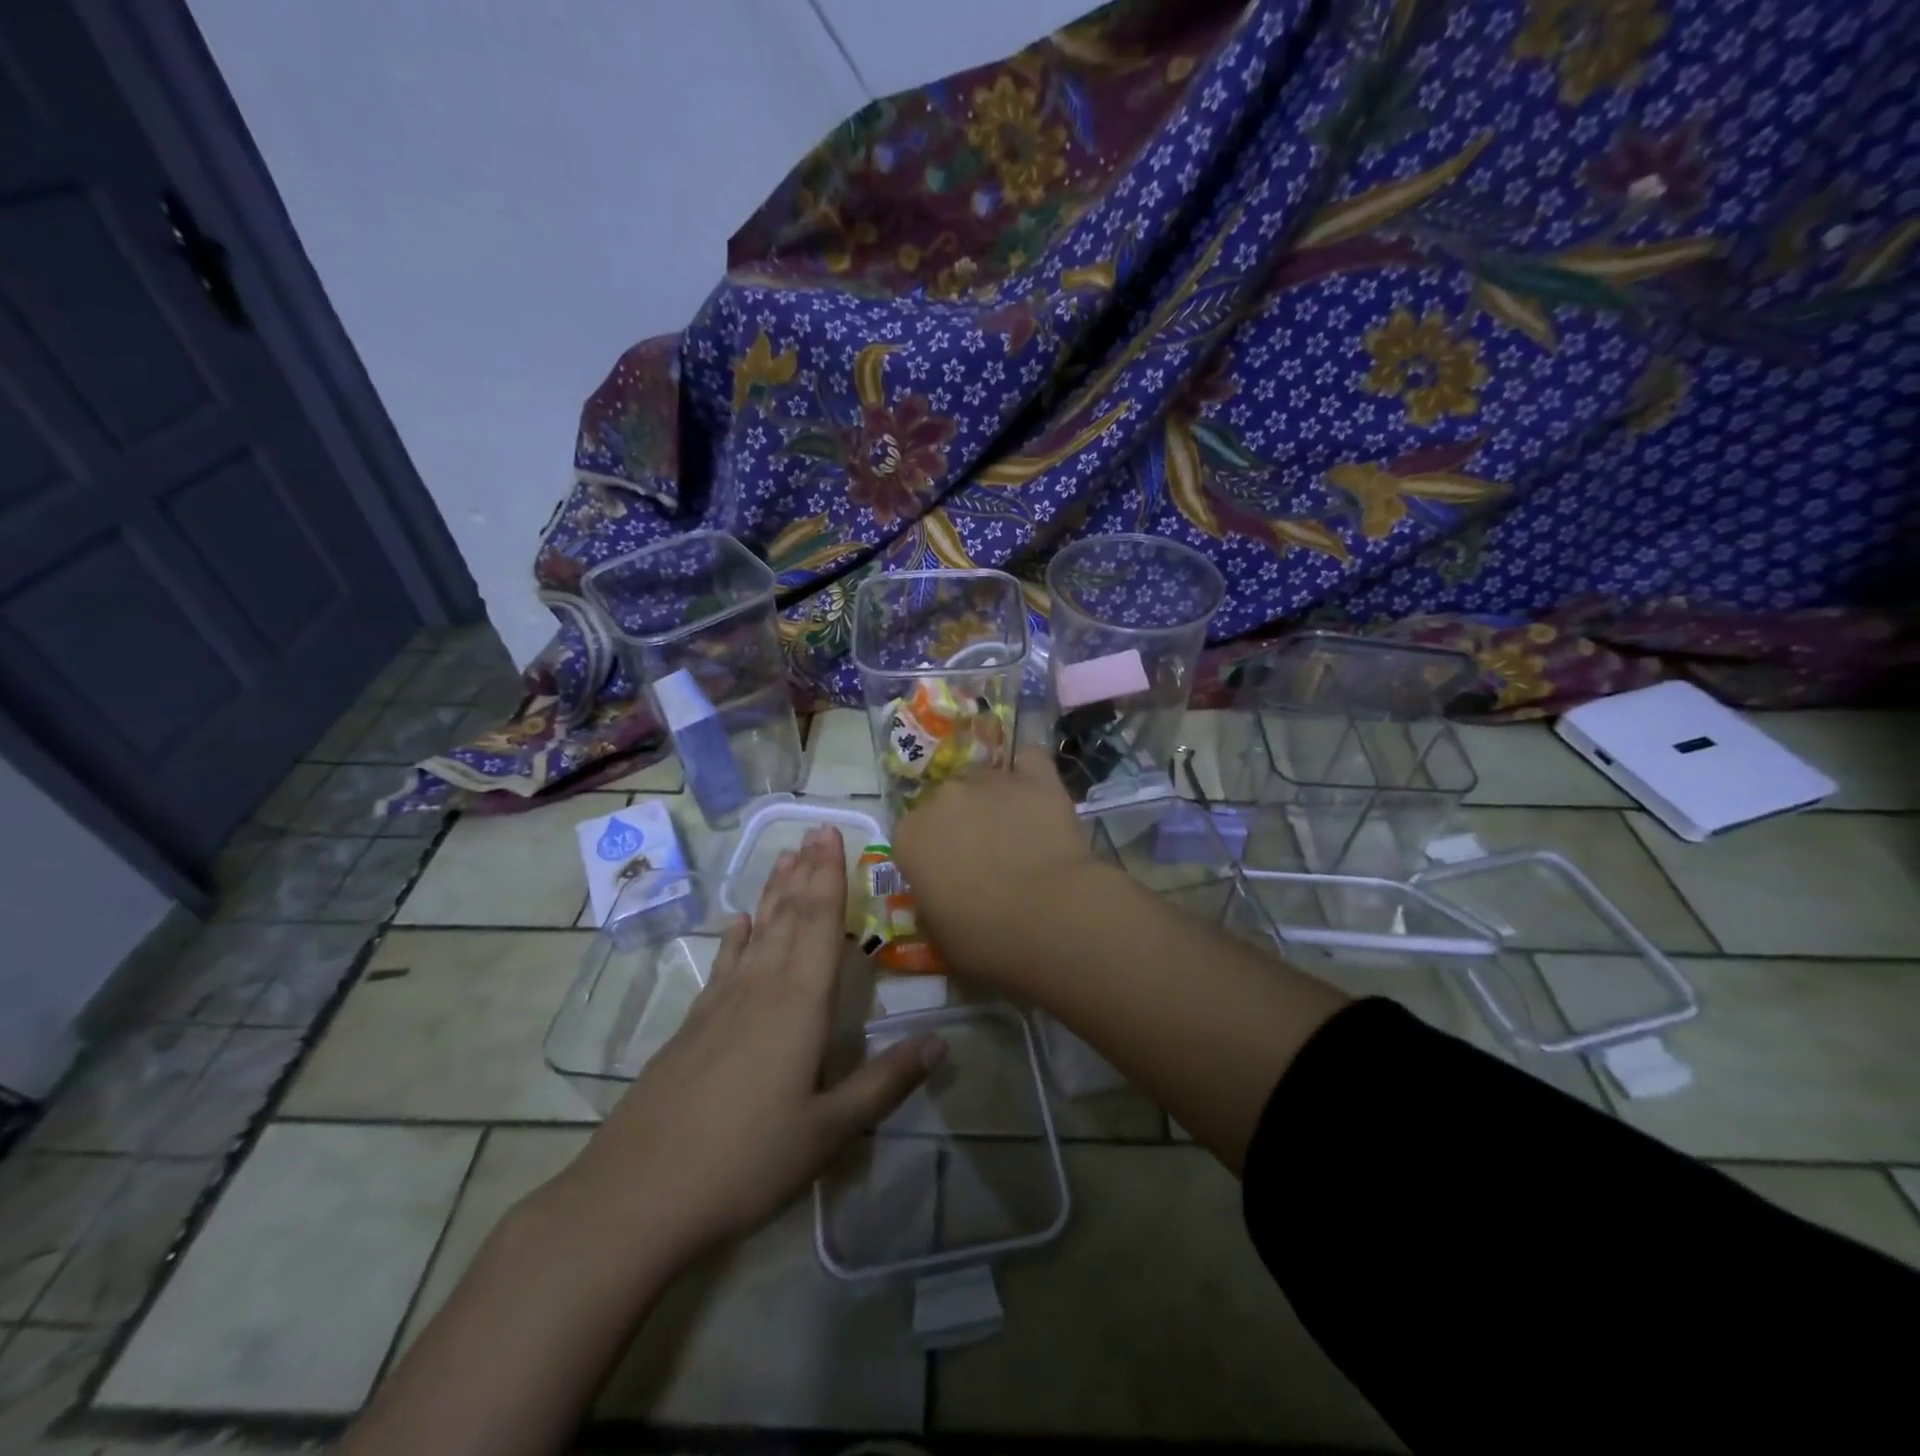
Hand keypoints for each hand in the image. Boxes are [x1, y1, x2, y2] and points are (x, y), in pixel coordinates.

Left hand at [538, 827, 943, 1270]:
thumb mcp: (828, 1131)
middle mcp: (761, 988)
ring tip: (785, 856)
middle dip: (806, 871)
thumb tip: (941, 1043)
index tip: (832, 833)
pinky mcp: (694, 1024)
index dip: (830, 877)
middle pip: (789, 917)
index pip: (821, 924)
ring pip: (756, 931)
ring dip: (774, 892)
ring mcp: (721, 1003)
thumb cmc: (746, 1161)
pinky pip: (724, 963)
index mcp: (800, 1004)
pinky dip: (735, 937)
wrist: (638, 1195)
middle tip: (815, 829)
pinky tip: (738, 921)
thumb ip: (885, 1082)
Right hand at [892, 747, 1117, 988]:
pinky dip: (1031, 773)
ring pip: (985, 781)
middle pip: (947, 803)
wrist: (1053, 917)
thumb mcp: (941, 937)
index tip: (949, 880)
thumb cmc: (988, 939)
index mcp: (911, 836)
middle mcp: (943, 798)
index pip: (912, 837)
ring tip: (1020, 834)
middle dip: (962, 825)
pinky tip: (1038, 793)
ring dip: (994, 802)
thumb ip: (931, 906)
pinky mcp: (1036, 778)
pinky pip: (1030, 760)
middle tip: (987, 859)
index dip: (932, 857)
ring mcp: (990, 781)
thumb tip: (940, 897)